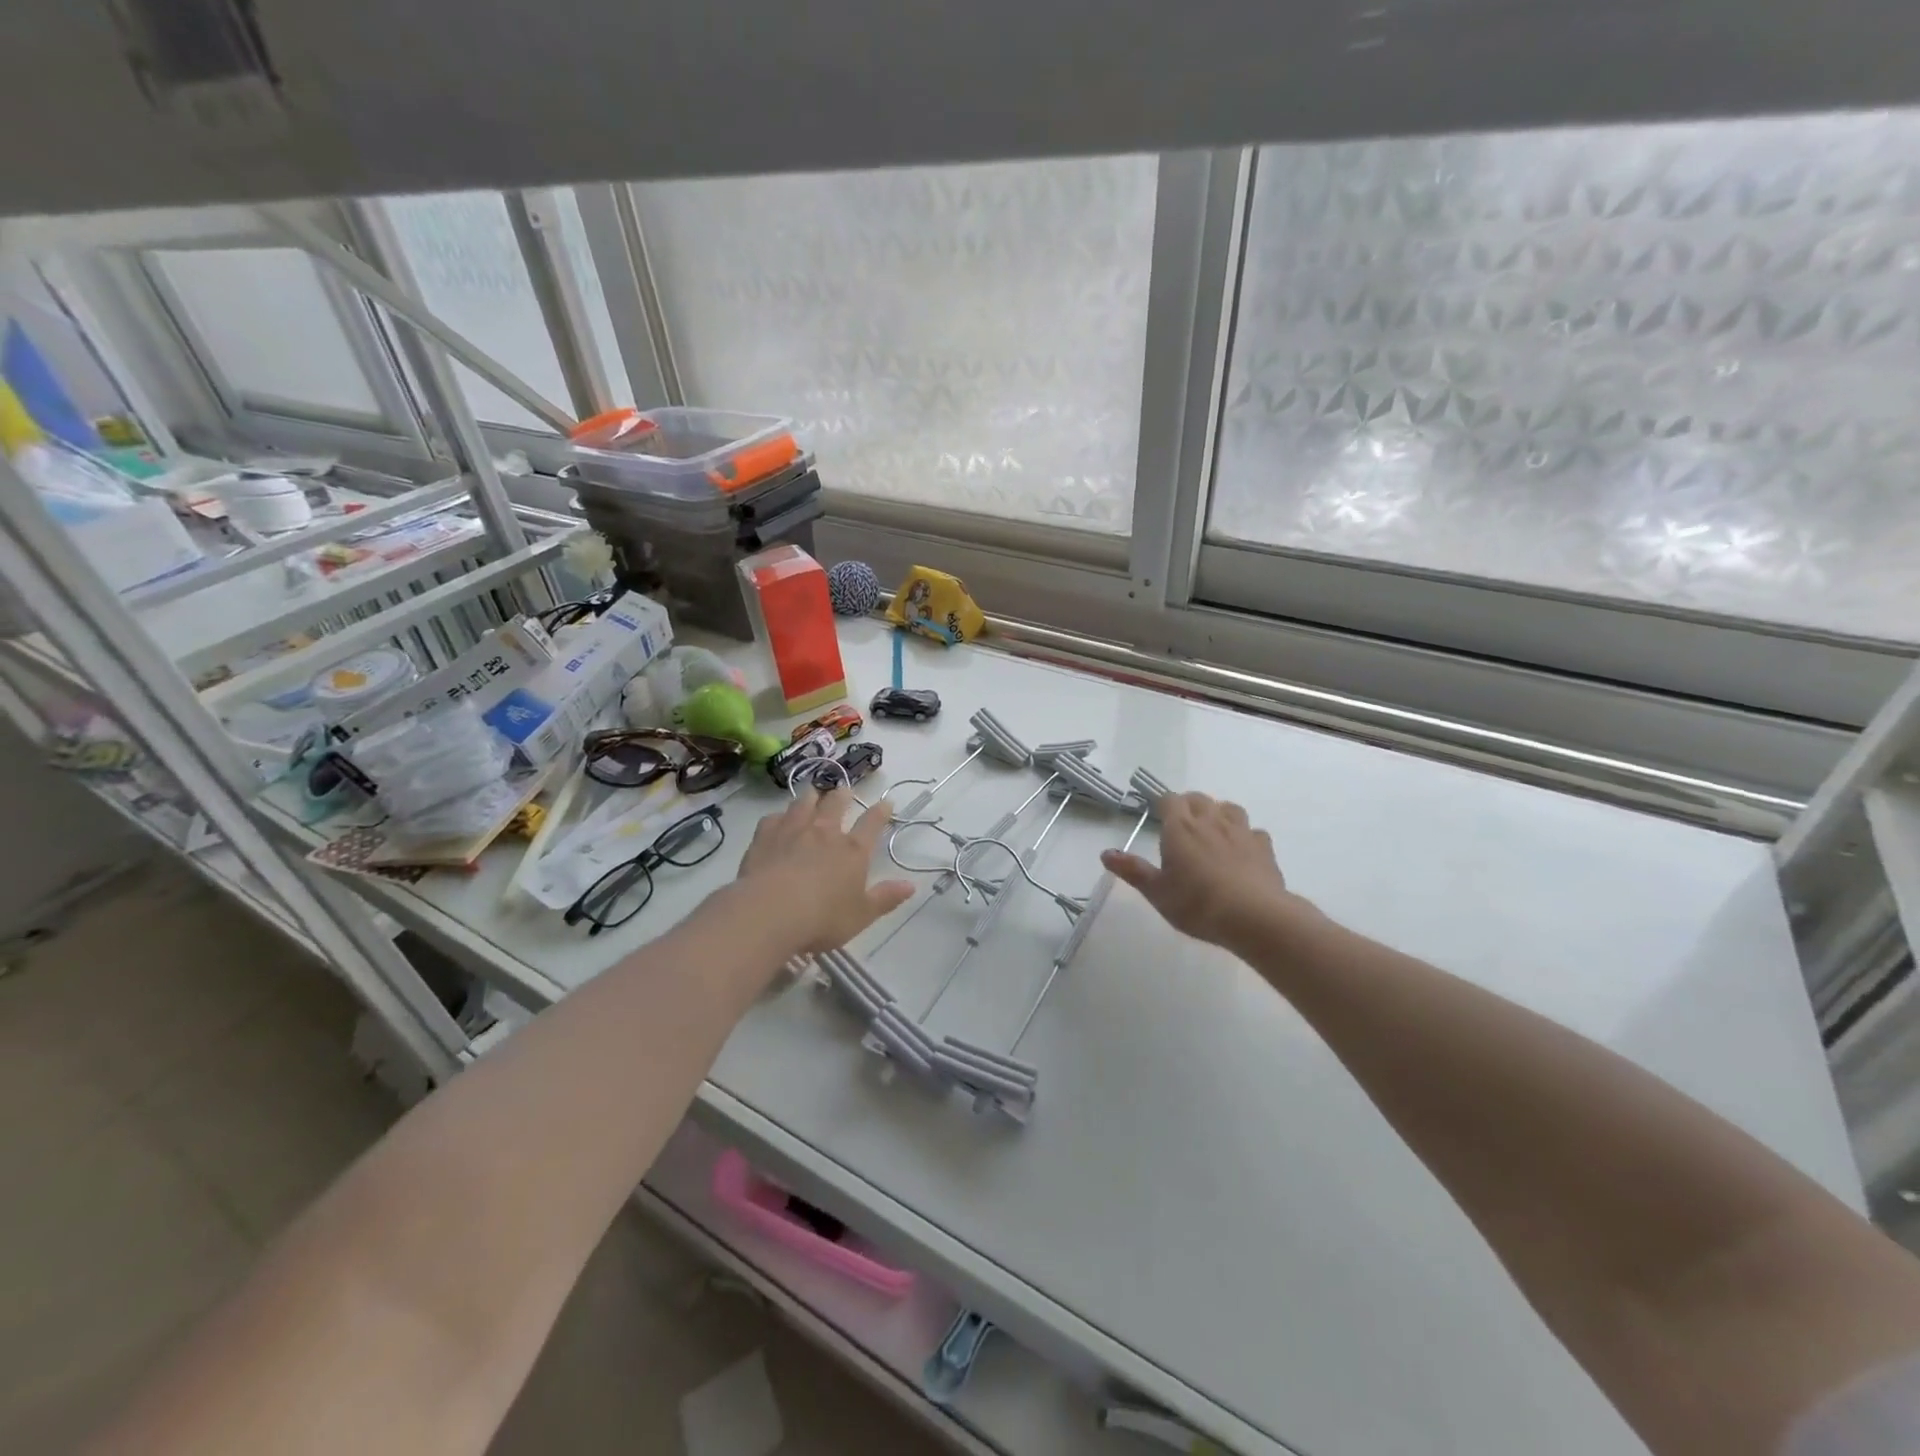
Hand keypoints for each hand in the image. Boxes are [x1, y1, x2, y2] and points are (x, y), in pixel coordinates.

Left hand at [735, 788, 913, 954]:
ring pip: (804, 803)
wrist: (769, 913)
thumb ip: (886, 898)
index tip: (887, 802)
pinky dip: (779, 816)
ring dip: (811, 796)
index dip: (881, 812)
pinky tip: (778, 819)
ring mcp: (793, 831)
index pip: (872, 824)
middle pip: (836, 804)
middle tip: (845, 790)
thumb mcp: (861, 915)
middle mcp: (824, 833)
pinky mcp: (765, 837)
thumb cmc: (822, 918)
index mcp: (853, 851)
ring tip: (813, 793)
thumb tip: (911, 885)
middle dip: (843, 795)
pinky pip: (773, 818)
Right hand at [1101, 792, 1305, 949]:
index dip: (1162, 804)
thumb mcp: (1157, 892)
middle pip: (1198, 798)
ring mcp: (1241, 831)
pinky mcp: (1264, 847)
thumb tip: (1106, 853)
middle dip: (1188, 806)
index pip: (1169, 799)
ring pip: (1229, 808)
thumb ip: (1132, 870)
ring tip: (1213, 830)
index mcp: (1180, 827)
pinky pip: (1254, 831)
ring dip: (1219, 813)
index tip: (1158, 816)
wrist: (1254, 916)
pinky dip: (1246, 835)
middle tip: (1182, 825)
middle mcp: (1210, 821)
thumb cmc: (1197, 903)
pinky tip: (1242, 850)